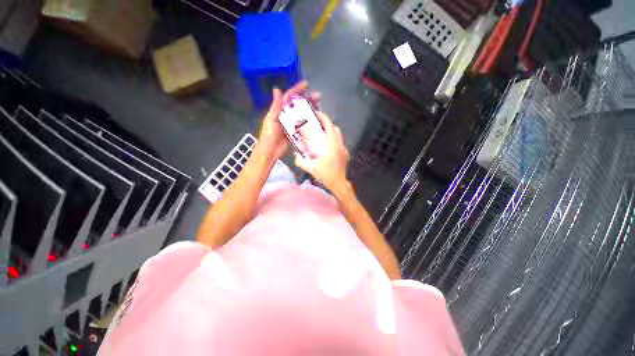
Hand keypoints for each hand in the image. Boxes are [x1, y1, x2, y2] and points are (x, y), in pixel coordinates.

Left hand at [258, 81, 320, 160]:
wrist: (270, 151)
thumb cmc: (269, 135)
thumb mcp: (271, 119)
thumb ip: (276, 106)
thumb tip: (277, 89)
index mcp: (279, 110)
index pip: (289, 97)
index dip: (297, 90)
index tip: (306, 85)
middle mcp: (286, 115)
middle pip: (298, 104)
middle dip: (308, 99)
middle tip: (318, 97)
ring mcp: (292, 124)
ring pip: (302, 114)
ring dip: (310, 109)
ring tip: (319, 106)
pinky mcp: (295, 132)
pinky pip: (303, 125)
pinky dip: (310, 121)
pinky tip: (316, 119)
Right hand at [294, 112, 349, 190]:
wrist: (339, 183)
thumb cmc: (326, 174)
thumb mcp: (311, 168)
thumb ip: (300, 161)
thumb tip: (295, 155)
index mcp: (332, 145)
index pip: (329, 126)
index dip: (324, 118)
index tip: (317, 114)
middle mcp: (339, 144)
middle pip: (335, 129)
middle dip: (326, 124)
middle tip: (317, 125)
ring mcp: (344, 149)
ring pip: (338, 135)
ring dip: (330, 132)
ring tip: (321, 135)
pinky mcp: (345, 154)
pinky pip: (339, 143)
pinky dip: (333, 140)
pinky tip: (327, 147)